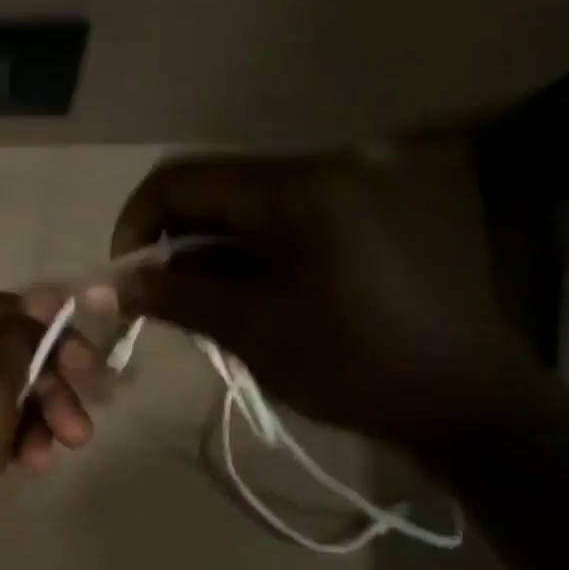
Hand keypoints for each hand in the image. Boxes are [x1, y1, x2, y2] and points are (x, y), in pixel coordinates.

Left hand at [0, 292, 97, 546]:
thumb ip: (22, 337)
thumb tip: (46, 294)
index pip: (12, 311)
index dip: (56, 336)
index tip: (90, 369)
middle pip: (9, 356)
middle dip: (50, 392)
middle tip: (80, 431)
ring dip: (33, 422)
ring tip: (45, 459)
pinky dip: (7, 438)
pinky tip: (24, 465)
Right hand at [112, 154, 536, 446]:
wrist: (461, 397)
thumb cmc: (348, 359)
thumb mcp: (247, 327)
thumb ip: (172, 295)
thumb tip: (108, 286)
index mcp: (291, 188)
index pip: (181, 179)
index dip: (136, 221)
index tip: (125, 275)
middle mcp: (316, 172)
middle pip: (210, 188)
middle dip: (168, 238)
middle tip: (153, 294)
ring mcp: (339, 194)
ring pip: (239, 207)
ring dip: (202, 249)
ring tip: (192, 304)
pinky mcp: (352, 220)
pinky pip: (274, 222)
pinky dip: (240, 253)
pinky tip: (235, 297)